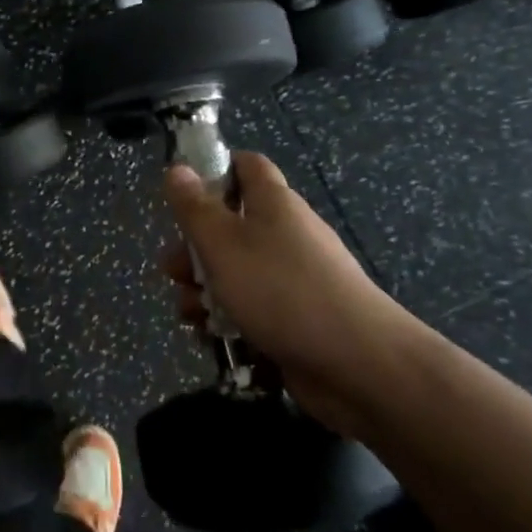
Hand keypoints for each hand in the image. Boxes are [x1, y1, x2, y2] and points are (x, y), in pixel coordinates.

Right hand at [162, 150, 410, 435]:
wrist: (358, 365)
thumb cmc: (280, 290)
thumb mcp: (222, 243)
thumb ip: (194, 207)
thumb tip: (177, 168)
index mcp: (273, 203)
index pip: (246, 166)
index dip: (214, 170)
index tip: (184, 194)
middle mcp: (286, 234)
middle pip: (232, 225)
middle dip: (196, 248)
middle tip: (173, 271)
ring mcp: (294, 278)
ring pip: (238, 271)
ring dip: (206, 289)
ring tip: (189, 312)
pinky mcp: (298, 319)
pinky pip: (254, 308)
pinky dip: (230, 318)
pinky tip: (212, 337)